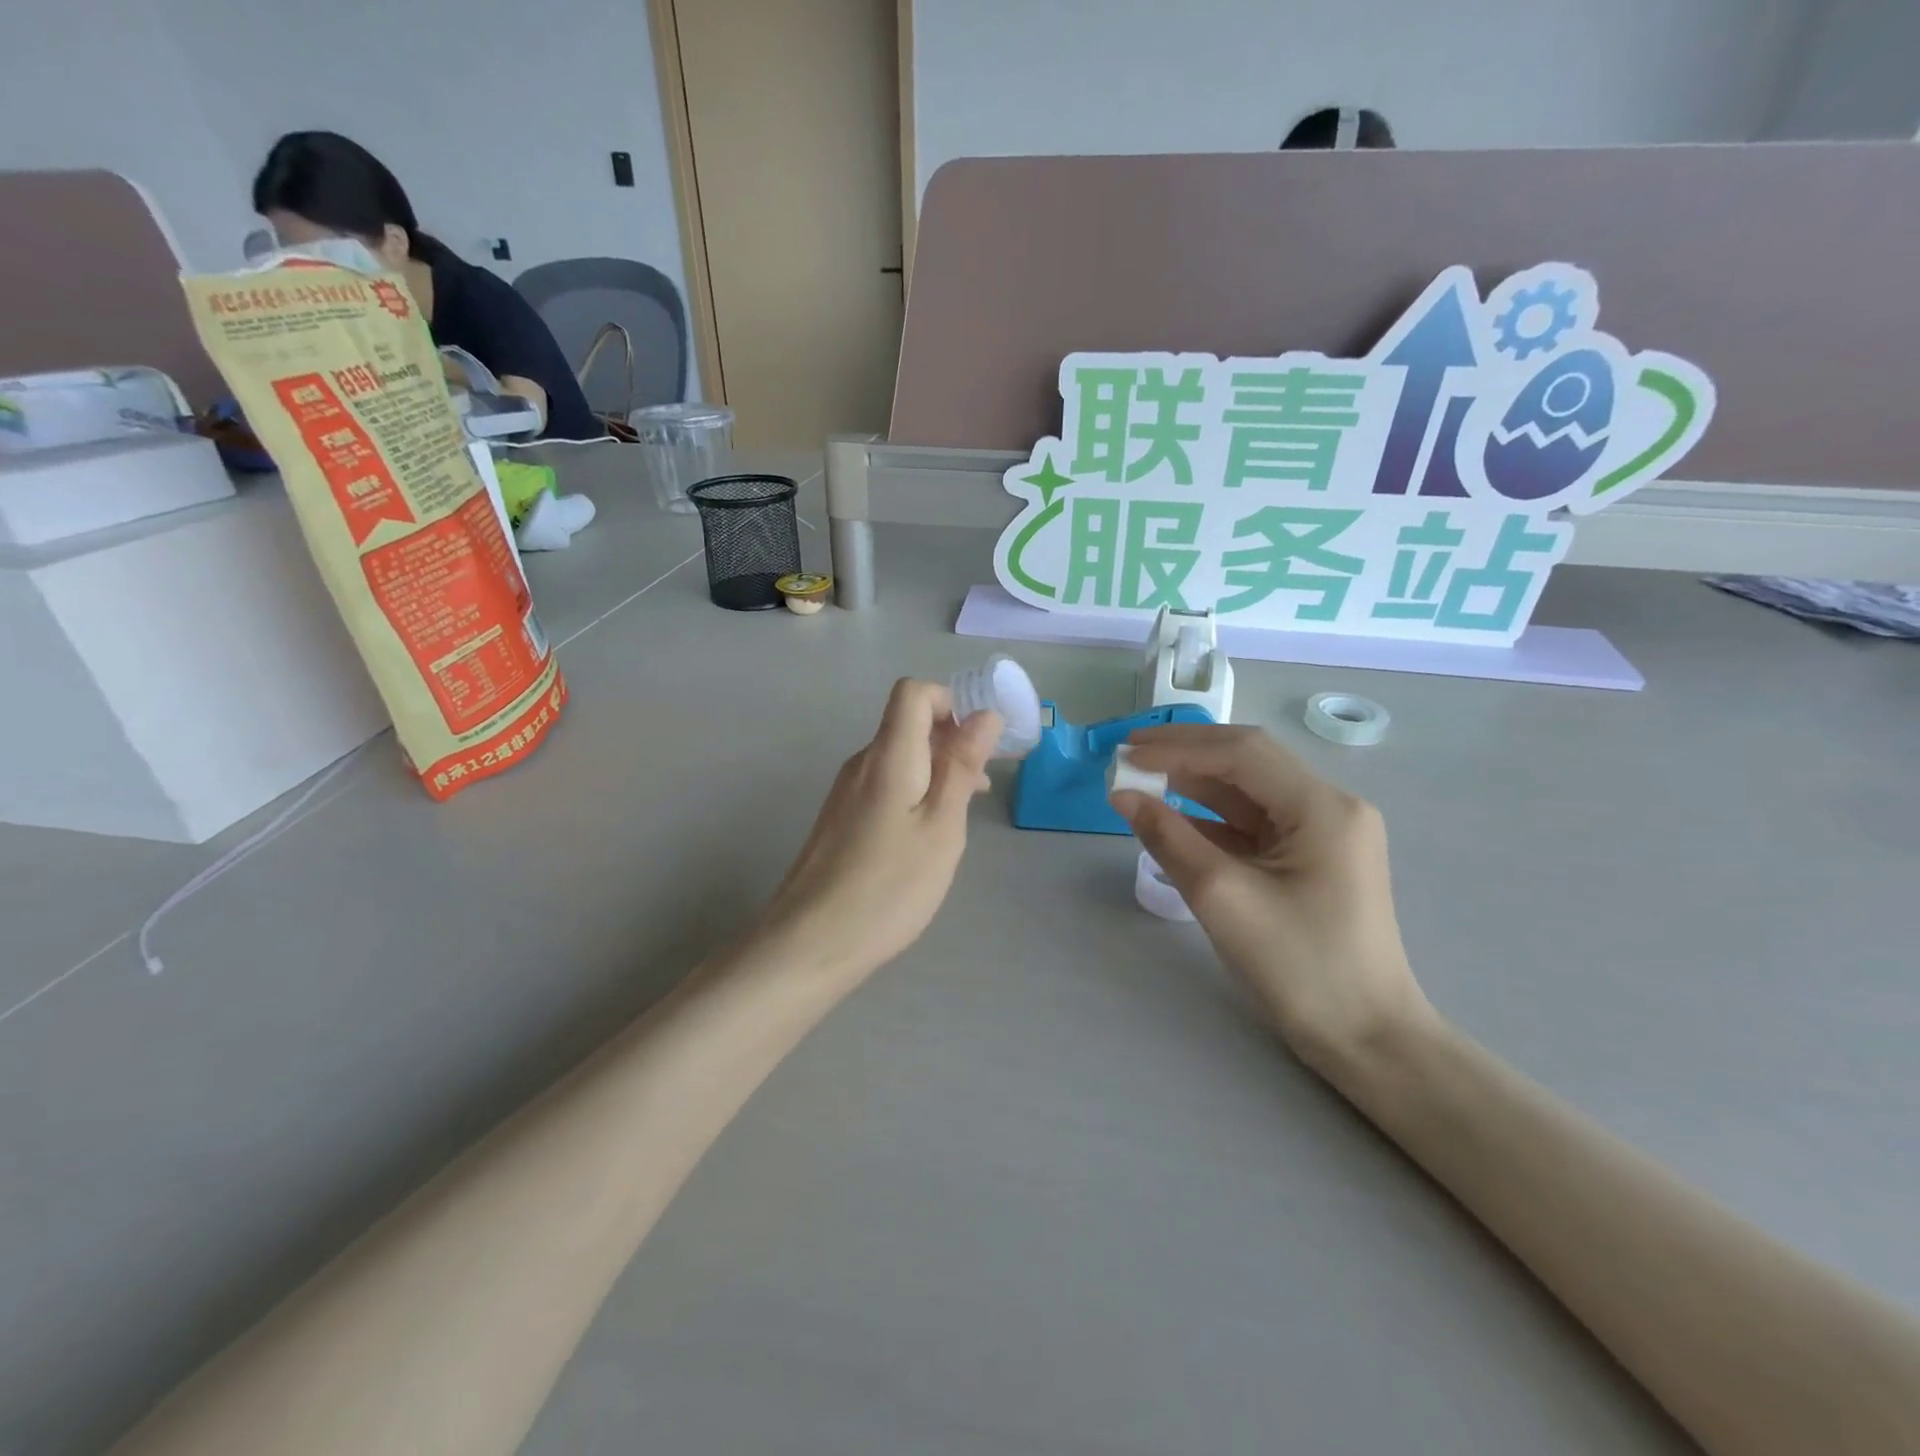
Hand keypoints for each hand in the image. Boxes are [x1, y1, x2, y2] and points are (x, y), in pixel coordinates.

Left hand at [757, 679, 1001, 979]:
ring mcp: (844, 793)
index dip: (950, 704)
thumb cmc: (888, 886)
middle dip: (951, 743)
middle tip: (981, 789)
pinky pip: (884, 786)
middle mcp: (860, 764)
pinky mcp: (839, 820)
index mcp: (887, 756)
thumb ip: (961, 766)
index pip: (913, 692)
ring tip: (961, 817)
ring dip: (936, 773)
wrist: (810, 943)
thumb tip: (985, 714)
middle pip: (907, 725)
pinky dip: (914, 795)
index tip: (977, 746)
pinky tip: (925, 838)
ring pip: (898, 759)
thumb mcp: (941, 827)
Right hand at [1111, 725, 1431, 1072]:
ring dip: (1195, 783)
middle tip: (1129, 753)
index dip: (1179, 747)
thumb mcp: (1222, 897)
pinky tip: (1173, 817)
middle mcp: (1329, 807)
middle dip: (1186, 754)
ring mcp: (1323, 833)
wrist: (1366, 1039)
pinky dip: (1210, 816)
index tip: (1125, 752)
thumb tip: (1122, 794)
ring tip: (1142, 779)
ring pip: (1248, 791)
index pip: (1241, 754)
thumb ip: (1168, 837)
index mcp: (1322, 807)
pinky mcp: (1311, 859)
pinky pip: (1253, 823)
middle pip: (1248, 761)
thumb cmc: (1299, 967)